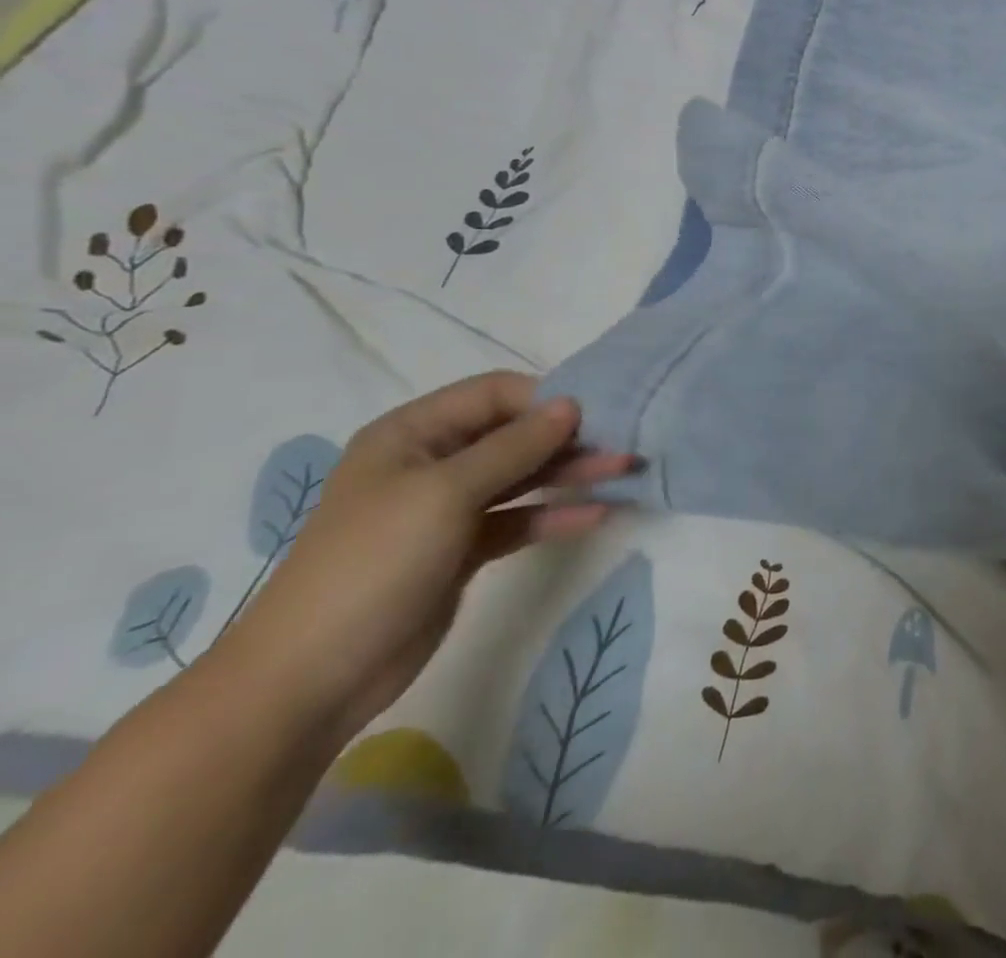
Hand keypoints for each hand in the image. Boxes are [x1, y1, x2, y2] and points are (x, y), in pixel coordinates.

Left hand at [223, 372, 630, 746]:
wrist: (311, 680)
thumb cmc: (373, 564)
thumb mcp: (446, 493)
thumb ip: (515, 445)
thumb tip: (571, 403)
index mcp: (413, 433)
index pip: (494, 393)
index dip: (545, 399)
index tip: (597, 414)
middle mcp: (431, 462)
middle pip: (513, 434)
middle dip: (568, 437)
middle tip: (625, 442)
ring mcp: (447, 508)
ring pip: (522, 476)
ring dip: (571, 473)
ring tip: (625, 471)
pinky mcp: (462, 550)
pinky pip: (519, 518)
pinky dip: (555, 514)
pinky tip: (597, 514)